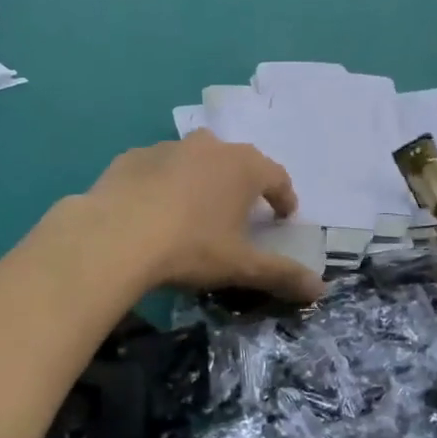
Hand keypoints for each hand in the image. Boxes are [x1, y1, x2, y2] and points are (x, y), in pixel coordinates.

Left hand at [82, 131, 325, 302]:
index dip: (283, 197)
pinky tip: (152, 208)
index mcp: (243, 167)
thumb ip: (282, 274)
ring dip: (202, 178)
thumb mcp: (241, 266)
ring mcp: (168, 148)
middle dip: (243, 183)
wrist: (115, 236)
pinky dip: (163, 182)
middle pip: (237, 161)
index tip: (283, 215)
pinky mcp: (132, 157)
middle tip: (241, 211)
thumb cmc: (190, 248)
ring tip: (196, 208)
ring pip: (195, 159)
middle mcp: (209, 147)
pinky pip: (158, 167)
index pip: (276, 176)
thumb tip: (321, 290)